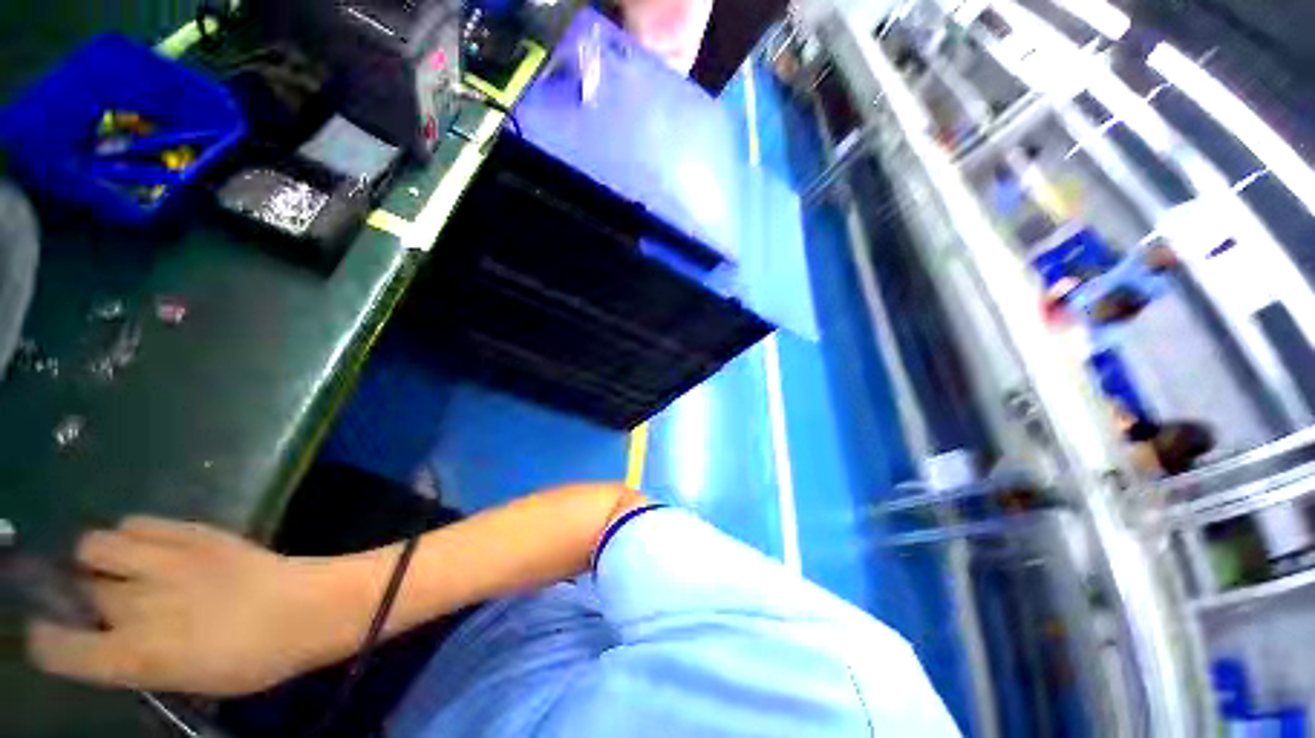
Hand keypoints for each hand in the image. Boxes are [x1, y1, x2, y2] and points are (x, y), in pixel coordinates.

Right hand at [27, 517, 368, 695]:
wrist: (307, 607)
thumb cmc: (253, 659)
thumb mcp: (186, 680)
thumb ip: (137, 660)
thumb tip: (109, 641)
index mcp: (135, 656)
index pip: (58, 648)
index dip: (47, 642)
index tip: (51, 637)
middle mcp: (135, 605)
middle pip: (82, 592)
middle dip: (88, 598)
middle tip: (112, 601)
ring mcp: (162, 561)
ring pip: (94, 546)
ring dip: (100, 558)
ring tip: (122, 566)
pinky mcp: (191, 531)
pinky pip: (136, 522)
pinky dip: (133, 534)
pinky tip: (149, 545)